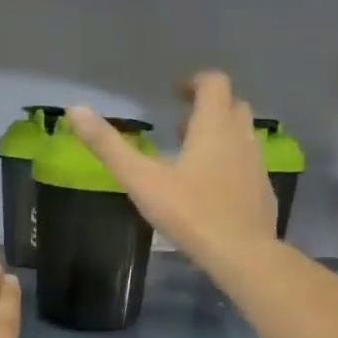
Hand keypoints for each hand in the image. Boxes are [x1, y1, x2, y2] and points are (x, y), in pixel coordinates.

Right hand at [67, 71, 276, 274]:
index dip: (194, 82)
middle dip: (206, 107)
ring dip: (219, 133)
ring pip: (241, 134)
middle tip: (179, 125)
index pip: (214, 83)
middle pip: (231, 104)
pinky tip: (211, 187)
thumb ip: (108, 146)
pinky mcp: (263, 189)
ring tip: (191, 154)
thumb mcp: (141, 180)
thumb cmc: (190, 212)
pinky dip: (230, 161)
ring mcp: (256, 164)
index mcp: (213, 127)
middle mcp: (240, 137)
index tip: (173, 94)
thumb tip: (74, 110)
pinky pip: (247, 162)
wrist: (243, 254)